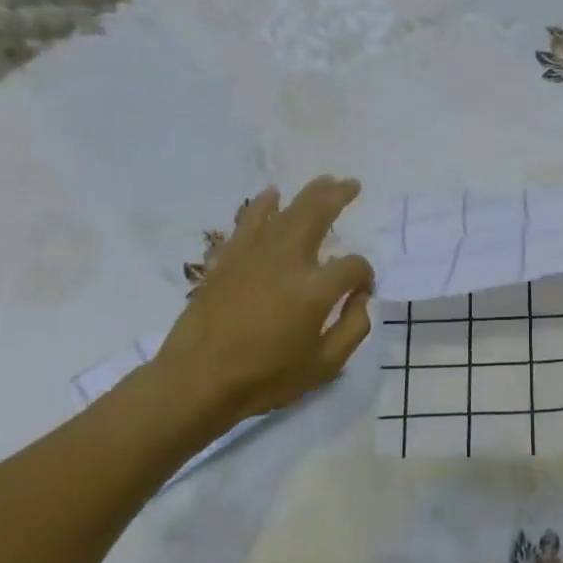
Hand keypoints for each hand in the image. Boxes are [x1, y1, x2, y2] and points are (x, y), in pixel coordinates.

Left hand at [149, 177, 374, 431]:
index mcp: (314, 291)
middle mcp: (285, 263)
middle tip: (352, 184)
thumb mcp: (326, 365)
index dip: (365, 276)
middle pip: (316, 215)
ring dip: (307, 194)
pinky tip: (271, 195)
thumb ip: (353, 328)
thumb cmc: (267, 378)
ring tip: (325, 181)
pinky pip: (247, 223)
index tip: (361, 293)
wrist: (198, 381)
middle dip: (338, 197)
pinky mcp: (227, 261)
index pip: (353, 267)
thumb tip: (360, 298)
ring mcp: (252, 257)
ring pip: (284, 213)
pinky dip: (261, 206)